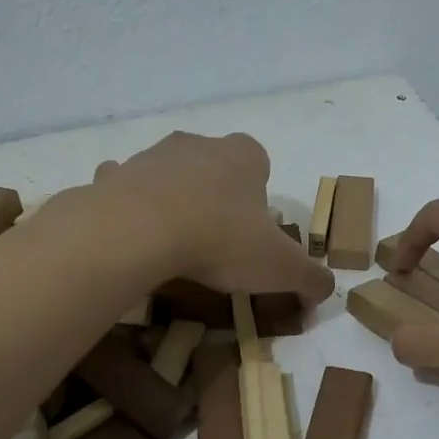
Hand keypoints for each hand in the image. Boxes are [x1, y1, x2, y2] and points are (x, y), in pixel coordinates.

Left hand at [92, 132, 334, 302]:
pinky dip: (128, 206)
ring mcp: (152, 156)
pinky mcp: (114, 175)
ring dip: (173, 200)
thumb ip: (311, 279)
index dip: (259, 198)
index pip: (260, 165)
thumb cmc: (220, 240)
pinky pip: (124, 187)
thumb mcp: (281, 268)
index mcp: (244, 156)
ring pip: (169, 175)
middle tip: (216, 242)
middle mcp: (199, 144)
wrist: (139, 232)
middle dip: (216, 196)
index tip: (252, 232)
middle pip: (214, 167)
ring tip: (173, 245)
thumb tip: (324, 294)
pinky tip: (131, 237)